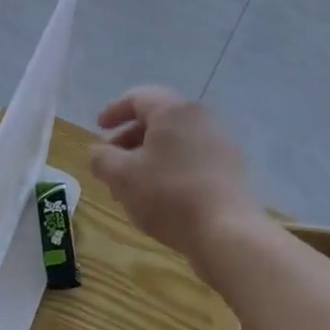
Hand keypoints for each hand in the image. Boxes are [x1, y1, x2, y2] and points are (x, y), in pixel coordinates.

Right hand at [90, 87, 260, 266]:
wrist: (227, 232)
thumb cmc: (167, 194)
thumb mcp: (121, 176)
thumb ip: (101, 158)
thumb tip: (99, 152)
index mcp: (173, 110)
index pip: (137, 97)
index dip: (113, 111)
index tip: (98, 129)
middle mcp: (200, 117)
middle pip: (158, 119)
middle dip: (129, 139)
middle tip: (111, 160)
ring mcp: (220, 143)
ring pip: (174, 141)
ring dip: (148, 156)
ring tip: (131, 184)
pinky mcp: (231, 168)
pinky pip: (192, 157)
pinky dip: (170, 167)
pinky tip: (159, 195)